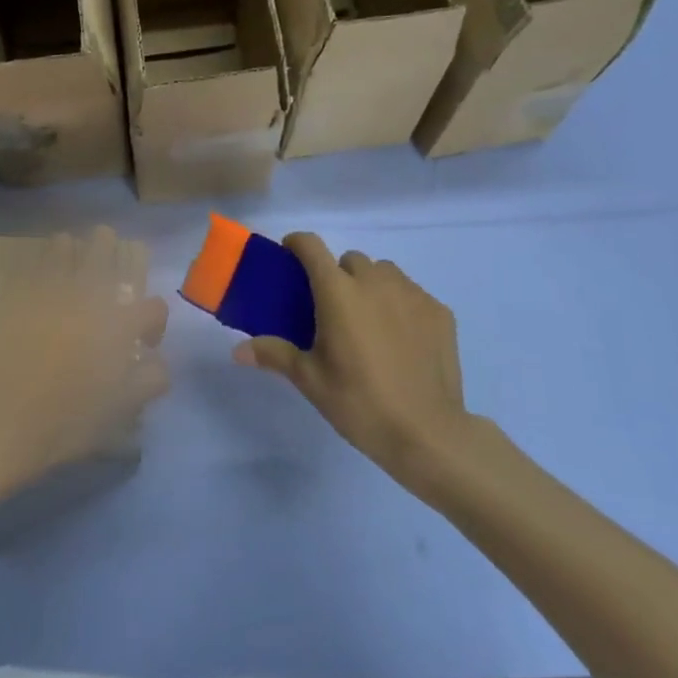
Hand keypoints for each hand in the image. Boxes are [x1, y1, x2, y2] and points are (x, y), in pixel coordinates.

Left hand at [0, 226, 167, 496]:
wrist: (7, 418)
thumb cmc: (70, 418)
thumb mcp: (123, 407)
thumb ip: (151, 378)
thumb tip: (157, 360)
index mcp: (121, 323)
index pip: (155, 306)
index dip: (154, 324)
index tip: (142, 342)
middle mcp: (90, 294)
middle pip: (108, 245)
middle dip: (116, 257)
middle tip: (111, 283)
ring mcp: (52, 288)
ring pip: (68, 243)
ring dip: (77, 254)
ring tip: (75, 275)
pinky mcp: (21, 292)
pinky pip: (35, 261)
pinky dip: (45, 264)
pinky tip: (45, 280)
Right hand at [235, 233, 470, 484]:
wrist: (427, 433)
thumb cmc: (359, 402)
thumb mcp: (309, 380)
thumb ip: (274, 354)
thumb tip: (237, 351)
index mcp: (338, 292)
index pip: (311, 246)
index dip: (297, 244)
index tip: (289, 257)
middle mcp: (375, 282)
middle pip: (349, 259)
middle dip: (337, 275)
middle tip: (332, 310)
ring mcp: (412, 294)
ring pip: (384, 273)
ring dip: (370, 285)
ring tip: (369, 320)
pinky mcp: (439, 312)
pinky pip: (412, 293)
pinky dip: (400, 304)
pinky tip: (401, 338)